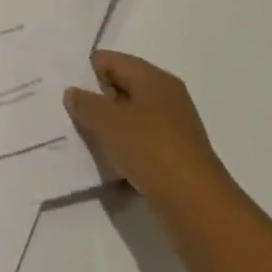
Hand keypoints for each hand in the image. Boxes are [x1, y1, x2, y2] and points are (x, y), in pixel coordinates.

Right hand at [65, 50, 222, 198]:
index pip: (111, 61)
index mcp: (153, 78)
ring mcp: (175, 132)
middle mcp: (167, 98)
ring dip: (113, 134)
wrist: (198, 210)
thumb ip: (86, 104)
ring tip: (94, 150)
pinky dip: (128, 157)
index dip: (89, 75)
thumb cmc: (151, 150)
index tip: (73, 97)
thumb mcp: (109, 122)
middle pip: (122, 90)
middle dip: (100, 105)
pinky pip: (143, 150)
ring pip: (132, 123)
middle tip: (80, 123)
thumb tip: (73, 93)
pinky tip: (114, 174)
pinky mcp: (177, 162)